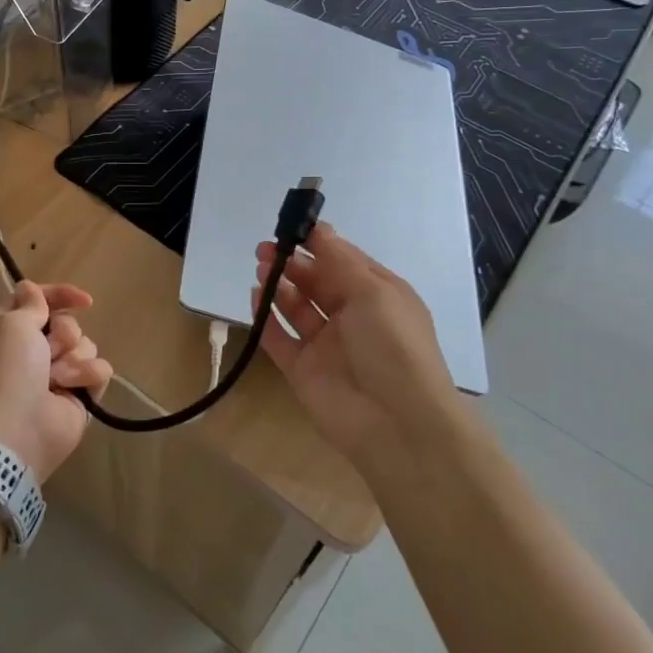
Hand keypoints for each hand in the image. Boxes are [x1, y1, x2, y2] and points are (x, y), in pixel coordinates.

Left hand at [0, 281, 112, 480]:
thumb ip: (31, 303)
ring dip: (72, 359)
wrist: (18, 428)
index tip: (83, 300)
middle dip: (63, 334)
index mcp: (13, 330)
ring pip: (86, 345)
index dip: (61, 295)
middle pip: (68, 323)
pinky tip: (71, 390)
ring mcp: (60, 373)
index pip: (41, 300)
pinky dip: (86, 377)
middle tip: (48, 352)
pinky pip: (100, 369)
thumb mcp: (12, 324)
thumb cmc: (9, 369)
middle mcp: (35, 349)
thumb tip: (30, 288)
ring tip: (56, 379)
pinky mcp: (81, 394)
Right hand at [253, 224, 462, 463]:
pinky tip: (255, 298)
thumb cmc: (393, 346)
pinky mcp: (304, 370)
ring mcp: (327, 345)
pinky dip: (267, 319)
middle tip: (265, 249)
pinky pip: (280, 339)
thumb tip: (320, 230)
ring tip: (261, 268)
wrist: (397, 424)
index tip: (292, 228)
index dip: (319, 244)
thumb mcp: (374, 293)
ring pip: (298, 308)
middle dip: (294, 263)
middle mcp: (353, 317)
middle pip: (317, 282)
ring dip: (280, 285)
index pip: (345, 261)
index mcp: (379, 295)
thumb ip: (340, 261)